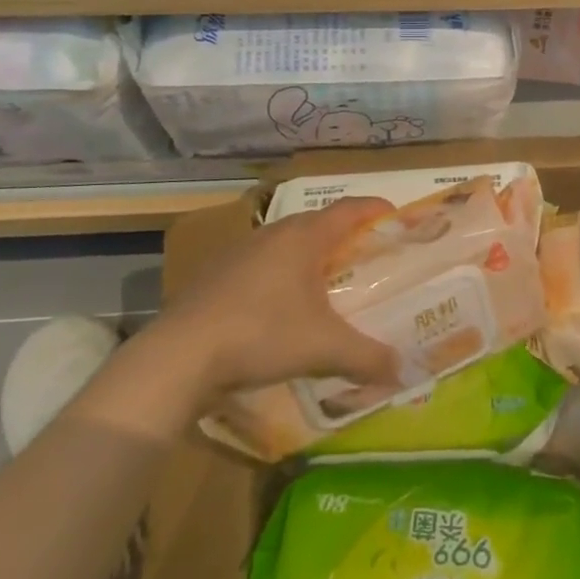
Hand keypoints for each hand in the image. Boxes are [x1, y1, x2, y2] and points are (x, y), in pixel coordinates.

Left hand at [141, 197, 404, 402]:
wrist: (179, 356)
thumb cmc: (262, 334)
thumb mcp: (325, 349)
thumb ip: (368, 357)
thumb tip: (400, 369)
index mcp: (304, 236)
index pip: (350, 209)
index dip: (376, 209)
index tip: (396, 217)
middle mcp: (272, 234)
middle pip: (318, 224)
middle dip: (345, 237)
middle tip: (366, 258)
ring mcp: (238, 252)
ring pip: (286, 244)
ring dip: (309, 257)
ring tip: (325, 284)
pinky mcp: (214, 275)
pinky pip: (260, 265)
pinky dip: (280, 277)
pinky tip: (279, 309)